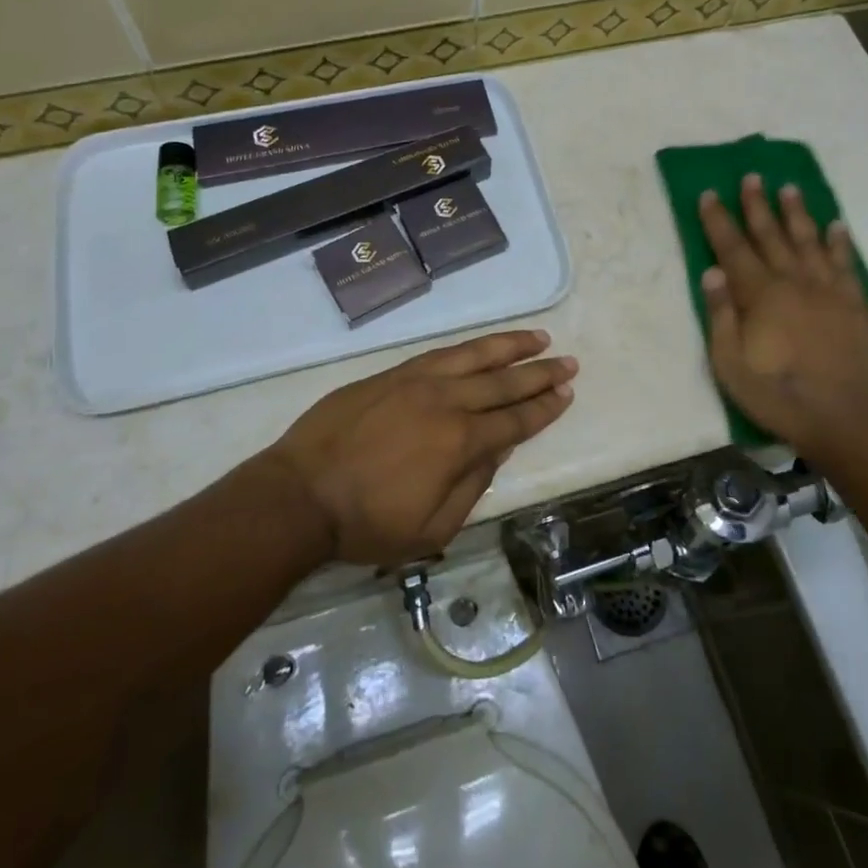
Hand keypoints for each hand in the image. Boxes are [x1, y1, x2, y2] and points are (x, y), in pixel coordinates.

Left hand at [262, 330, 576, 565]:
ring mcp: (415, 381)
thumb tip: (495, 452)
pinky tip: (482, 346)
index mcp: (459, 442)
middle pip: (503, 382)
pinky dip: (468, 348)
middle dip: (540, 372)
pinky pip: (439, 353)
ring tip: (538, 337)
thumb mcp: (431, 530)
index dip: (544, 407)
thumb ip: (471, 488)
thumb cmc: (366, 523)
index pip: (515, 420)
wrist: (299, 494)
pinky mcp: (390, 373)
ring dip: (509, 345)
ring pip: (474, 355)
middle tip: (568, 361)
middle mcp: (445, 401)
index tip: (566, 393)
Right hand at [699, 175, 867, 457]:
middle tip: (752, 176)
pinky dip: (840, 243)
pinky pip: (846, 264)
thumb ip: (721, 316)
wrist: (850, 420)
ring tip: (789, 187)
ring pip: (809, 241)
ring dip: (797, 213)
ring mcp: (829, 292)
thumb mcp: (731, 366)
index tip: (709, 194)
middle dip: (757, 205)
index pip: (733, 249)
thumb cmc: (781, 397)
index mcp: (760, 296)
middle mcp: (794, 283)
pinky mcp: (856, 305)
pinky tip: (837, 226)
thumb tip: (712, 272)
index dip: (718, 221)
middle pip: (771, 236)